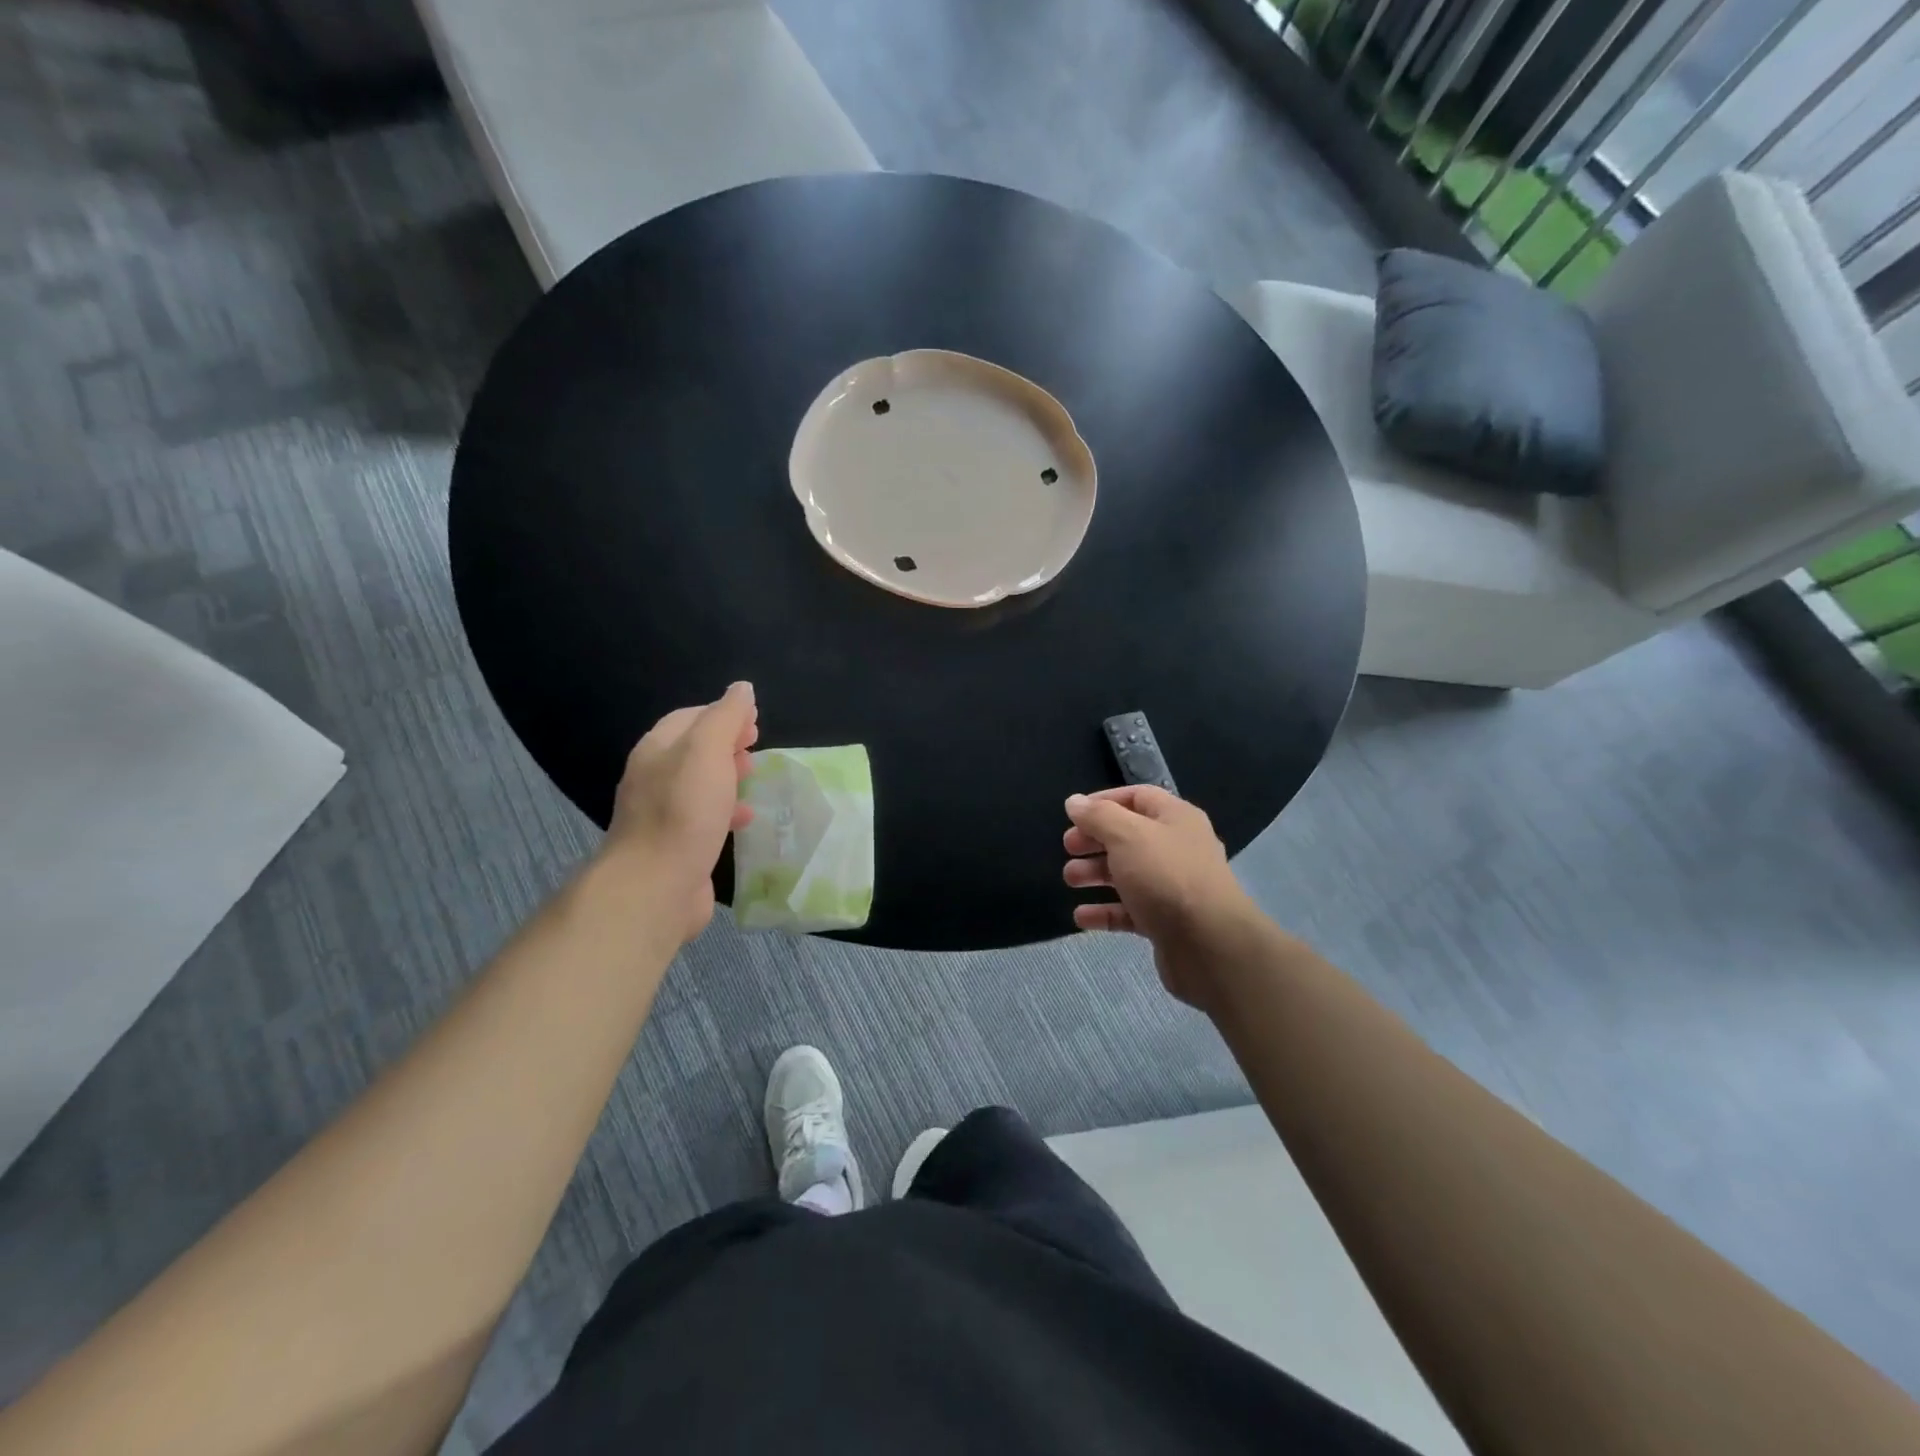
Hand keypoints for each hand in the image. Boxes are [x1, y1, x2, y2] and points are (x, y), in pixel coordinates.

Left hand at [602, 682, 758, 942]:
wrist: (655, 886)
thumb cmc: (684, 811)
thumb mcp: (708, 751)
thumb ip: (726, 717)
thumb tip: (742, 689)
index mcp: (657, 749)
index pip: (690, 717)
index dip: (723, 713)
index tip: (756, 721)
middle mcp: (654, 777)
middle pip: (693, 749)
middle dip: (726, 743)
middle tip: (757, 746)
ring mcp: (662, 814)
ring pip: (699, 784)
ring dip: (728, 776)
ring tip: (755, 776)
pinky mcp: (675, 845)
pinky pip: (703, 817)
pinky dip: (726, 809)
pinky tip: (745, 818)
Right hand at [1062, 786, 1256, 1007]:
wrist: (1210, 945)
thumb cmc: (1166, 876)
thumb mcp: (1127, 835)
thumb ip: (1097, 816)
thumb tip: (1074, 801)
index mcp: (1175, 818)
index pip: (1137, 797)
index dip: (1104, 801)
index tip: (1073, 814)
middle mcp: (1177, 848)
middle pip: (1129, 837)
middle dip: (1095, 841)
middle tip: (1068, 848)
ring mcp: (1173, 888)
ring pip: (1128, 874)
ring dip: (1095, 874)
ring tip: (1070, 880)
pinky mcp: (1166, 922)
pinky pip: (1130, 911)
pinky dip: (1105, 912)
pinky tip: (1081, 917)